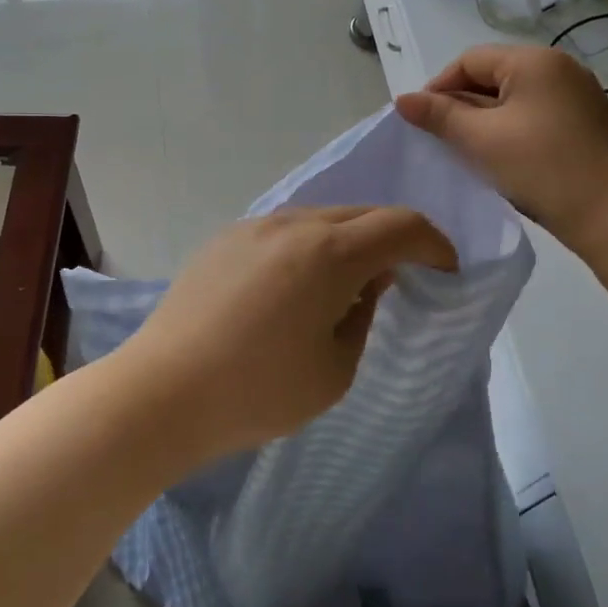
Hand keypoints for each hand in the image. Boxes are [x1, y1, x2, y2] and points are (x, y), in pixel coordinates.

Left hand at [114, 206, 456, 461]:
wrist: (162, 392)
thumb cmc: (258, 391)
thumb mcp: (335, 369)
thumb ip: (363, 313)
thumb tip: (367, 281)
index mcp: (329, 252)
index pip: (401, 225)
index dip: (434, 244)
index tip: (446, 271)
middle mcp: (293, 223)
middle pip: (361, 214)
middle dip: (393, 239)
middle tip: (402, 277)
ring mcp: (253, 226)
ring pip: (320, 218)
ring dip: (347, 241)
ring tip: (345, 286)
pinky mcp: (224, 239)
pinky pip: (284, 230)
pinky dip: (309, 247)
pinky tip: (295, 287)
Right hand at [395, 44, 607, 249]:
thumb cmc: (542, 168)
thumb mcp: (480, 140)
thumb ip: (438, 116)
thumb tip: (402, 98)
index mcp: (533, 61)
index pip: (469, 60)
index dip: (438, 87)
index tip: (421, 122)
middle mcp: (559, 67)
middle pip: (493, 75)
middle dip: (461, 104)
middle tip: (440, 139)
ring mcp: (577, 94)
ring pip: (513, 97)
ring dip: (484, 119)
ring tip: (466, 151)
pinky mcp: (585, 121)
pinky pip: (535, 113)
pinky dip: (510, 128)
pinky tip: (500, 157)